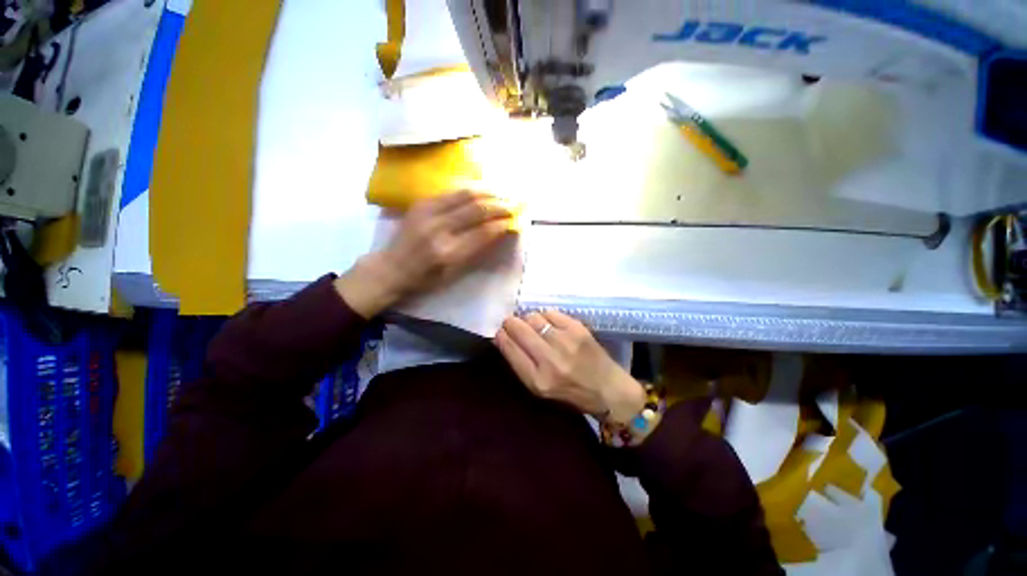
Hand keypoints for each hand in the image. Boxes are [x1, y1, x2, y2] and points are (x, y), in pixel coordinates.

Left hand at [336, 191, 513, 317]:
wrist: (392, 267)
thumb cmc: (426, 278)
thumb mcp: (454, 273)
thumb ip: (476, 251)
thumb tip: (497, 231)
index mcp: (448, 252)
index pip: (484, 232)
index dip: (502, 224)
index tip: (515, 220)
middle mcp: (439, 230)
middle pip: (477, 210)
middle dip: (500, 205)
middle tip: (513, 204)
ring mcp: (428, 213)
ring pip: (465, 195)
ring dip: (487, 193)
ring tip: (502, 193)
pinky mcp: (421, 203)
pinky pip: (451, 192)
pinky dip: (470, 190)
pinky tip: (481, 191)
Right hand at [495, 310, 645, 423]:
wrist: (608, 389)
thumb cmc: (571, 393)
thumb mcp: (540, 389)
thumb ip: (520, 364)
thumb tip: (502, 338)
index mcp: (537, 380)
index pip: (510, 349)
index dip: (501, 336)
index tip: (500, 331)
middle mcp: (550, 360)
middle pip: (519, 329)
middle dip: (510, 323)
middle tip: (511, 322)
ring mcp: (565, 342)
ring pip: (533, 318)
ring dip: (527, 319)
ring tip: (532, 324)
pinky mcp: (578, 329)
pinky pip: (550, 313)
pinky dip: (545, 315)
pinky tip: (548, 322)